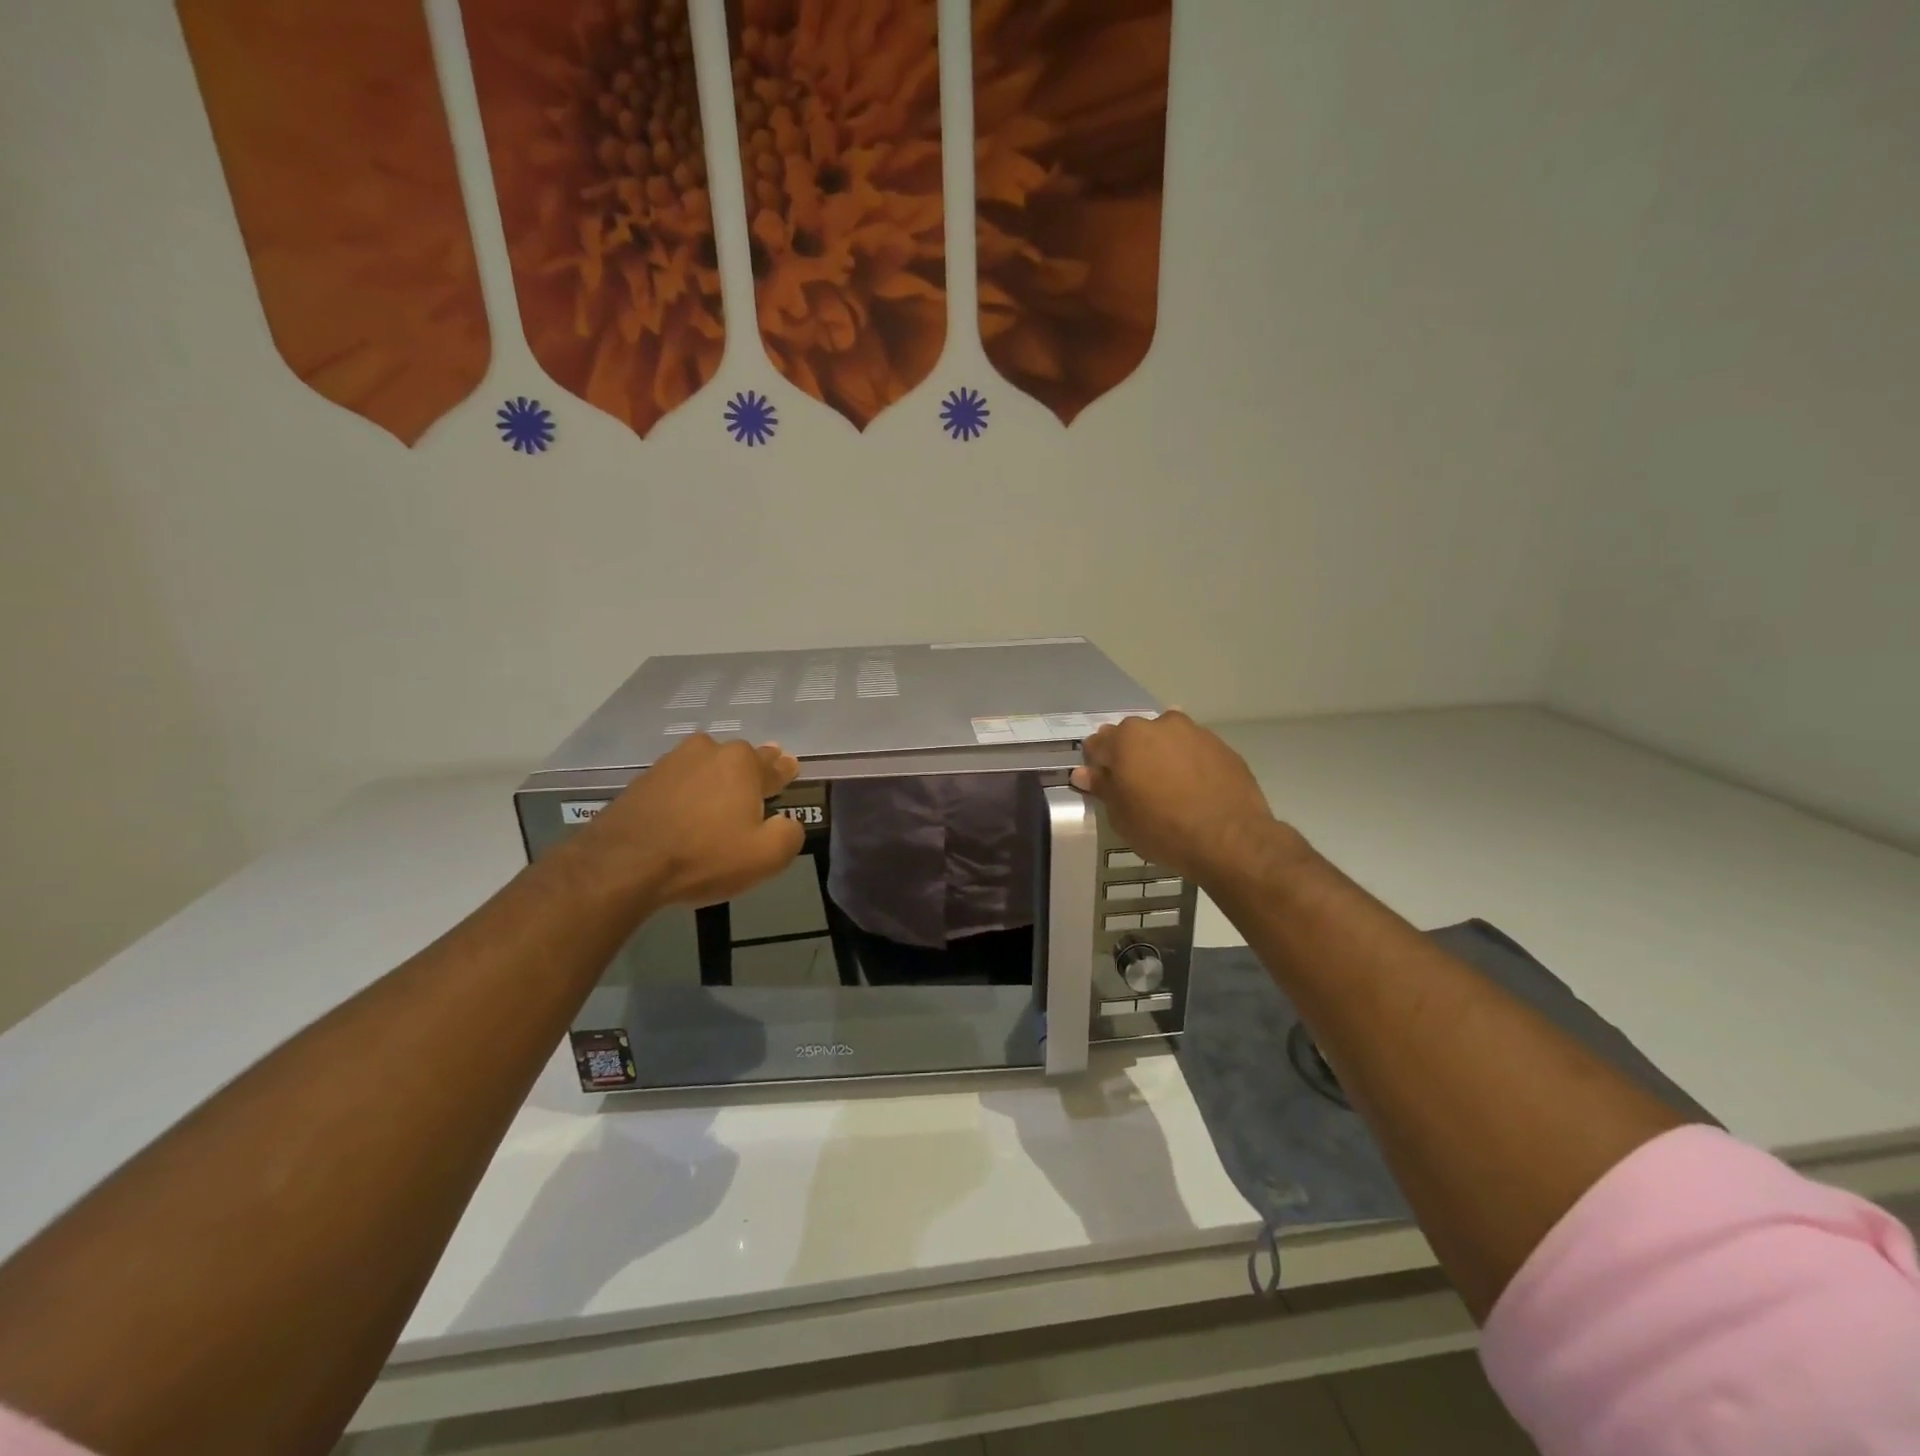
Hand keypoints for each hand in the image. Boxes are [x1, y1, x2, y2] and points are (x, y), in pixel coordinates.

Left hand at [571, 735, 804, 909]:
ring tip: (719, 805)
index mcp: (741, 762)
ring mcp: (670, 763)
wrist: (623, 865)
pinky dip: (686, 795)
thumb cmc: (704, 856)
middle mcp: (707, 751)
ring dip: (715, 783)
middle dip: (750, 774)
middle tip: (756, 790)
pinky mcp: (642, 782)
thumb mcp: (766, 856)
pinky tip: (686, 815)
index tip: (789, 770)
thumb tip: (787, 822)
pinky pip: (678, 785)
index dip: (783, 771)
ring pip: (705, 769)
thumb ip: (789, 834)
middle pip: (738, 761)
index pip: (773, 764)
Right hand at [1070, 712, 1297, 887]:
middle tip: (1136, 786)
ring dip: (1160, 754)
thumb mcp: (1121, 816)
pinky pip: (1194, 749)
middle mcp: (1158, 725)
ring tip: (1168, 785)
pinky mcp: (1221, 745)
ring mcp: (1194, 732)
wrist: (1230, 838)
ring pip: (1166, 738)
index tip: (1104, 784)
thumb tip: (1084, 773)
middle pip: (1132, 735)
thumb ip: (1102, 788)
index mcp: (1126, 739)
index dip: (1097, 765)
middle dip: (1129, 755)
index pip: (1097, 744)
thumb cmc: (1163, 828)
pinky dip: (1188, 761)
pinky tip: (1194, 787)